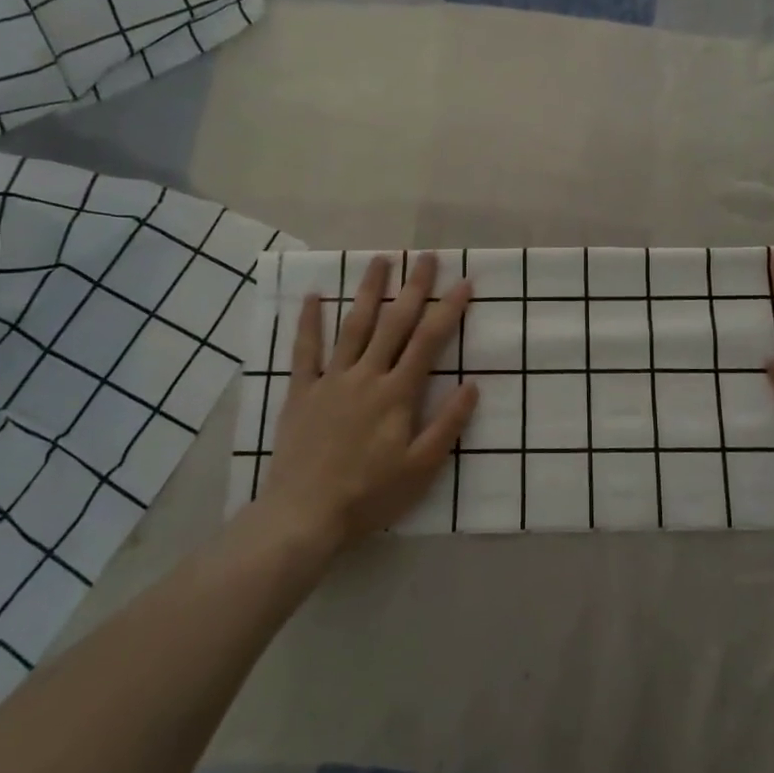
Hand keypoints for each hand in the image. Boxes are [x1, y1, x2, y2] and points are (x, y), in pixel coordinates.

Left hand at [257, 252, 476, 549]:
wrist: (304, 515)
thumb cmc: (369, 495)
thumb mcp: (421, 468)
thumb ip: (447, 425)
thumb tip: (472, 385)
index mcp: (397, 394)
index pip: (428, 341)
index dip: (448, 310)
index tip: (464, 282)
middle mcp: (366, 376)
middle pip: (394, 323)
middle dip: (413, 288)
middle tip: (426, 257)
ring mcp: (331, 381)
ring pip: (353, 327)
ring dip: (368, 292)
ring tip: (380, 260)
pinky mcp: (301, 392)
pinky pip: (305, 350)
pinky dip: (308, 321)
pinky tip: (312, 295)